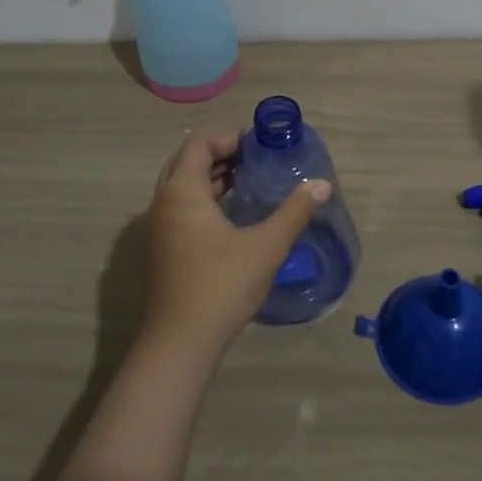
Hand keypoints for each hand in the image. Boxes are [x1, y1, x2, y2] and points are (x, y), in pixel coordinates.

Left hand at [142, 129, 330, 358]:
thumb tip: (322, 184)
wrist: (181, 342)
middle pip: (188, 161)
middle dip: (220, 155)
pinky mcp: (162, 250)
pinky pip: (181, 208)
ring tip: (248, 183)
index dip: (228, 138)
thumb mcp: (266, 246)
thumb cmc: (222, 285)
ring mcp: (158, 228)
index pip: (199, 143)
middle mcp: (163, 203)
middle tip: (255, 161)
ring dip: (212, 179)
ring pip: (183, 187)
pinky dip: (204, 200)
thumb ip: (294, 211)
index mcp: (182, 191)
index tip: (259, 146)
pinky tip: (232, 217)